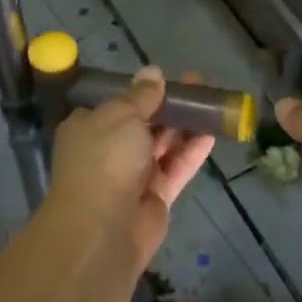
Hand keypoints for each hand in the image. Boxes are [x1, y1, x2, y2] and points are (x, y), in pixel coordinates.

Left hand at [47, 67, 214, 266]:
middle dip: (169, 105)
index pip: (115, 104)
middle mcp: (107, 149)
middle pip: (143, 122)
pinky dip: (191, 151)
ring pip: (162, 145)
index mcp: (89, 126)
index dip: (141, 90)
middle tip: (198, 85)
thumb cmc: (105, 159)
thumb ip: (142, 95)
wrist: (102, 229)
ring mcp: (131, 175)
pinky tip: (212, 133)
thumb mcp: (122, 115)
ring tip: (212, 103)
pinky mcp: (154, 197)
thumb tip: (152, 72)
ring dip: (184, 125)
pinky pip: (175, 168)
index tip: (165, 80)